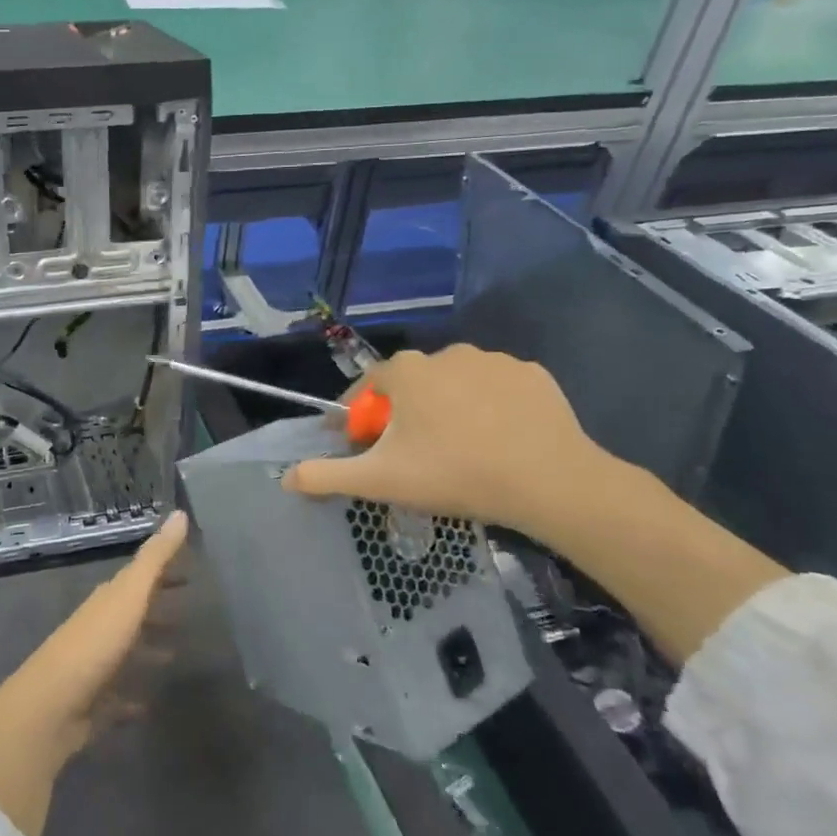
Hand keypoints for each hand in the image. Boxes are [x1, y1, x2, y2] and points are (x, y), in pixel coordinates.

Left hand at [0, 511, 188, 835]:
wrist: (50, 707)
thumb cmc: (94, 645)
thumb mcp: (129, 596)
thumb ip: (156, 558)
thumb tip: (180, 513)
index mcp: (107, 601)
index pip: (138, 578)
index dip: (162, 573)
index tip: (190, 571)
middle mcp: (98, 628)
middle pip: (131, 613)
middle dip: (157, 610)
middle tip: (188, 613)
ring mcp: (93, 666)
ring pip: (125, 653)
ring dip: (147, 651)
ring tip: (176, 656)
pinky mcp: (92, 704)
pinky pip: (117, 698)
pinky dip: (132, 698)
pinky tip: (149, 705)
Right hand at [282, 345, 611, 541]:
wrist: (549, 482)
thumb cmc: (454, 474)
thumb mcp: (380, 481)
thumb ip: (327, 476)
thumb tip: (287, 478)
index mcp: (405, 371)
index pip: (368, 389)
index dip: (362, 419)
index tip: (368, 449)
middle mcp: (445, 353)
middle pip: (411, 385)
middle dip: (406, 415)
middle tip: (416, 457)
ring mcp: (493, 360)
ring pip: (455, 385)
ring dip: (448, 409)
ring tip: (462, 451)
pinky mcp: (532, 375)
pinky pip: (497, 389)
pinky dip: (491, 408)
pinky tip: (500, 439)